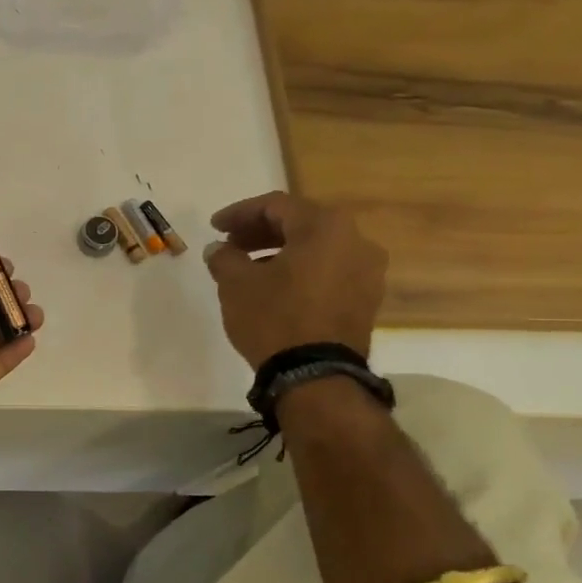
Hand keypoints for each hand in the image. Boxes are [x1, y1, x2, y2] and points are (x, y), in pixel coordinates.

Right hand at [203, 192, 386, 365]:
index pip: (276, 205)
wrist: (316, 376)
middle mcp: (356, 240)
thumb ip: (225, 257)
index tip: (214, 228)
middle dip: (260, 232)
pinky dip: (300, 271)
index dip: (239, 213)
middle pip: (300, 223)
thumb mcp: (236, 284)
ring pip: (316, 248)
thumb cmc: (274, 318)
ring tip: (248, 269)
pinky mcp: (367, 299)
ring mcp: (367, 271)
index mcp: (325, 227)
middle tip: (230, 245)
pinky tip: (275, 287)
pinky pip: (329, 271)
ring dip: (280, 251)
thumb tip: (219, 249)